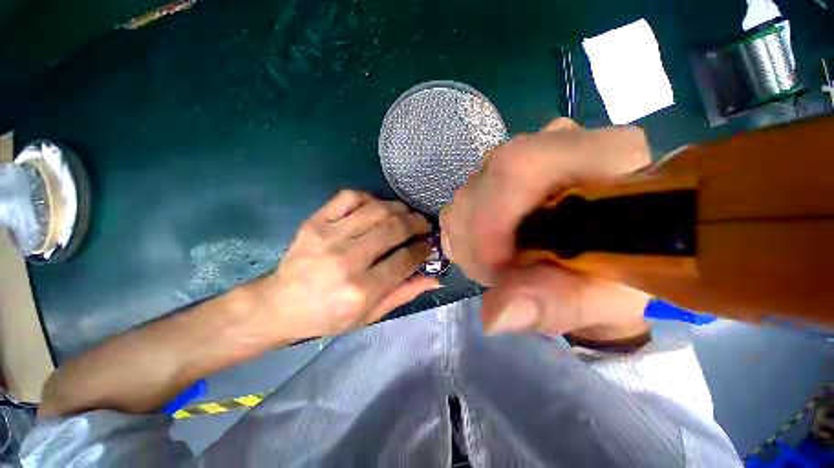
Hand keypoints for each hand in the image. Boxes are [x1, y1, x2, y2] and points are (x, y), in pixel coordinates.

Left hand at [245, 190, 436, 340]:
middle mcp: (347, 260)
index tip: (428, 246)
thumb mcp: (370, 315)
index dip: (423, 249)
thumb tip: (435, 277)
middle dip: (417, 223)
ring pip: (377, 209)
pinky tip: (376, 208)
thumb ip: (404, 294)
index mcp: (361, 290)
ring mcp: (329, 236)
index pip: (405, 260)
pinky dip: (370, 198)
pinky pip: (349, 197)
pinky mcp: (315, 221)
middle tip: (423, 225)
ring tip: (406, 215)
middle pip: (394, 229)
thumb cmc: (329, 315)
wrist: (281, 304)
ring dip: (399, 209)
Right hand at [441, 118, 651, 338]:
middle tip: (497, 275)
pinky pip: (463, 197)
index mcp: (607, 158)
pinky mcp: (503, 167)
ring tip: (497, 264)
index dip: (491, 218)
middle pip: (487, 179)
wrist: (606, 248)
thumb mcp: (600, 300)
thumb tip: (493, 316)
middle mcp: (560, 140)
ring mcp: (524, 150)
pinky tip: (485, 248)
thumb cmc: (616, 274)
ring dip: (470, 236)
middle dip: (476, 236)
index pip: (522, 166)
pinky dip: (465, 230)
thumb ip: (555, 306)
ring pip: (469, 190)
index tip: (492, 269)